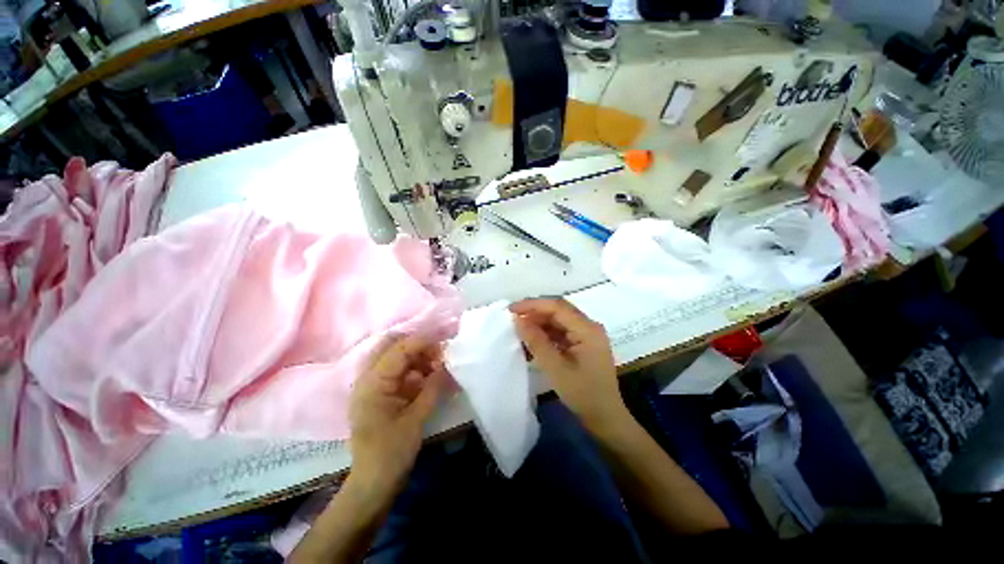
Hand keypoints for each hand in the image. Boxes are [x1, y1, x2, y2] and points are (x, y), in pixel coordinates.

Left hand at [348, 335, 447, 488]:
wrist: (373, 483)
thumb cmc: (391, 452)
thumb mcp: (416, 418)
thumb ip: (433, 386)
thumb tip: (448, 363)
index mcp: (373, 383)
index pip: (398, 350)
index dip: (422, 341)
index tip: (445, 340)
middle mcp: (369, 379)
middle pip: (393, 348)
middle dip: (419, 346)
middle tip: (440, 354)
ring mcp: (374, 386)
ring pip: (397, 359)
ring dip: (418, 358)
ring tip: (438, 367)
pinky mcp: (381, 394)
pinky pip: (399, 373)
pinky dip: (415, 371)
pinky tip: (430, 378)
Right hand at [509, 298, 628, 433]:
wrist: (605, 419)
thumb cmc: (583, 394)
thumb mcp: (556, 368)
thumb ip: (536, 342)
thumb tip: (518, 320)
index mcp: (588, 329)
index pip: (557, 307)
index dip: (533, 305)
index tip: (511, 309)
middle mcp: (589, 327)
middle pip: (559, 310)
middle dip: (535, 312)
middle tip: (513, 318)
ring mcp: (587, 335)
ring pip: (559, 320)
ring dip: (540, 323)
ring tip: (520, 330)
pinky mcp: (583, 344)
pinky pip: (562, 332)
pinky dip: (547, 334)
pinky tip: (533, 341)